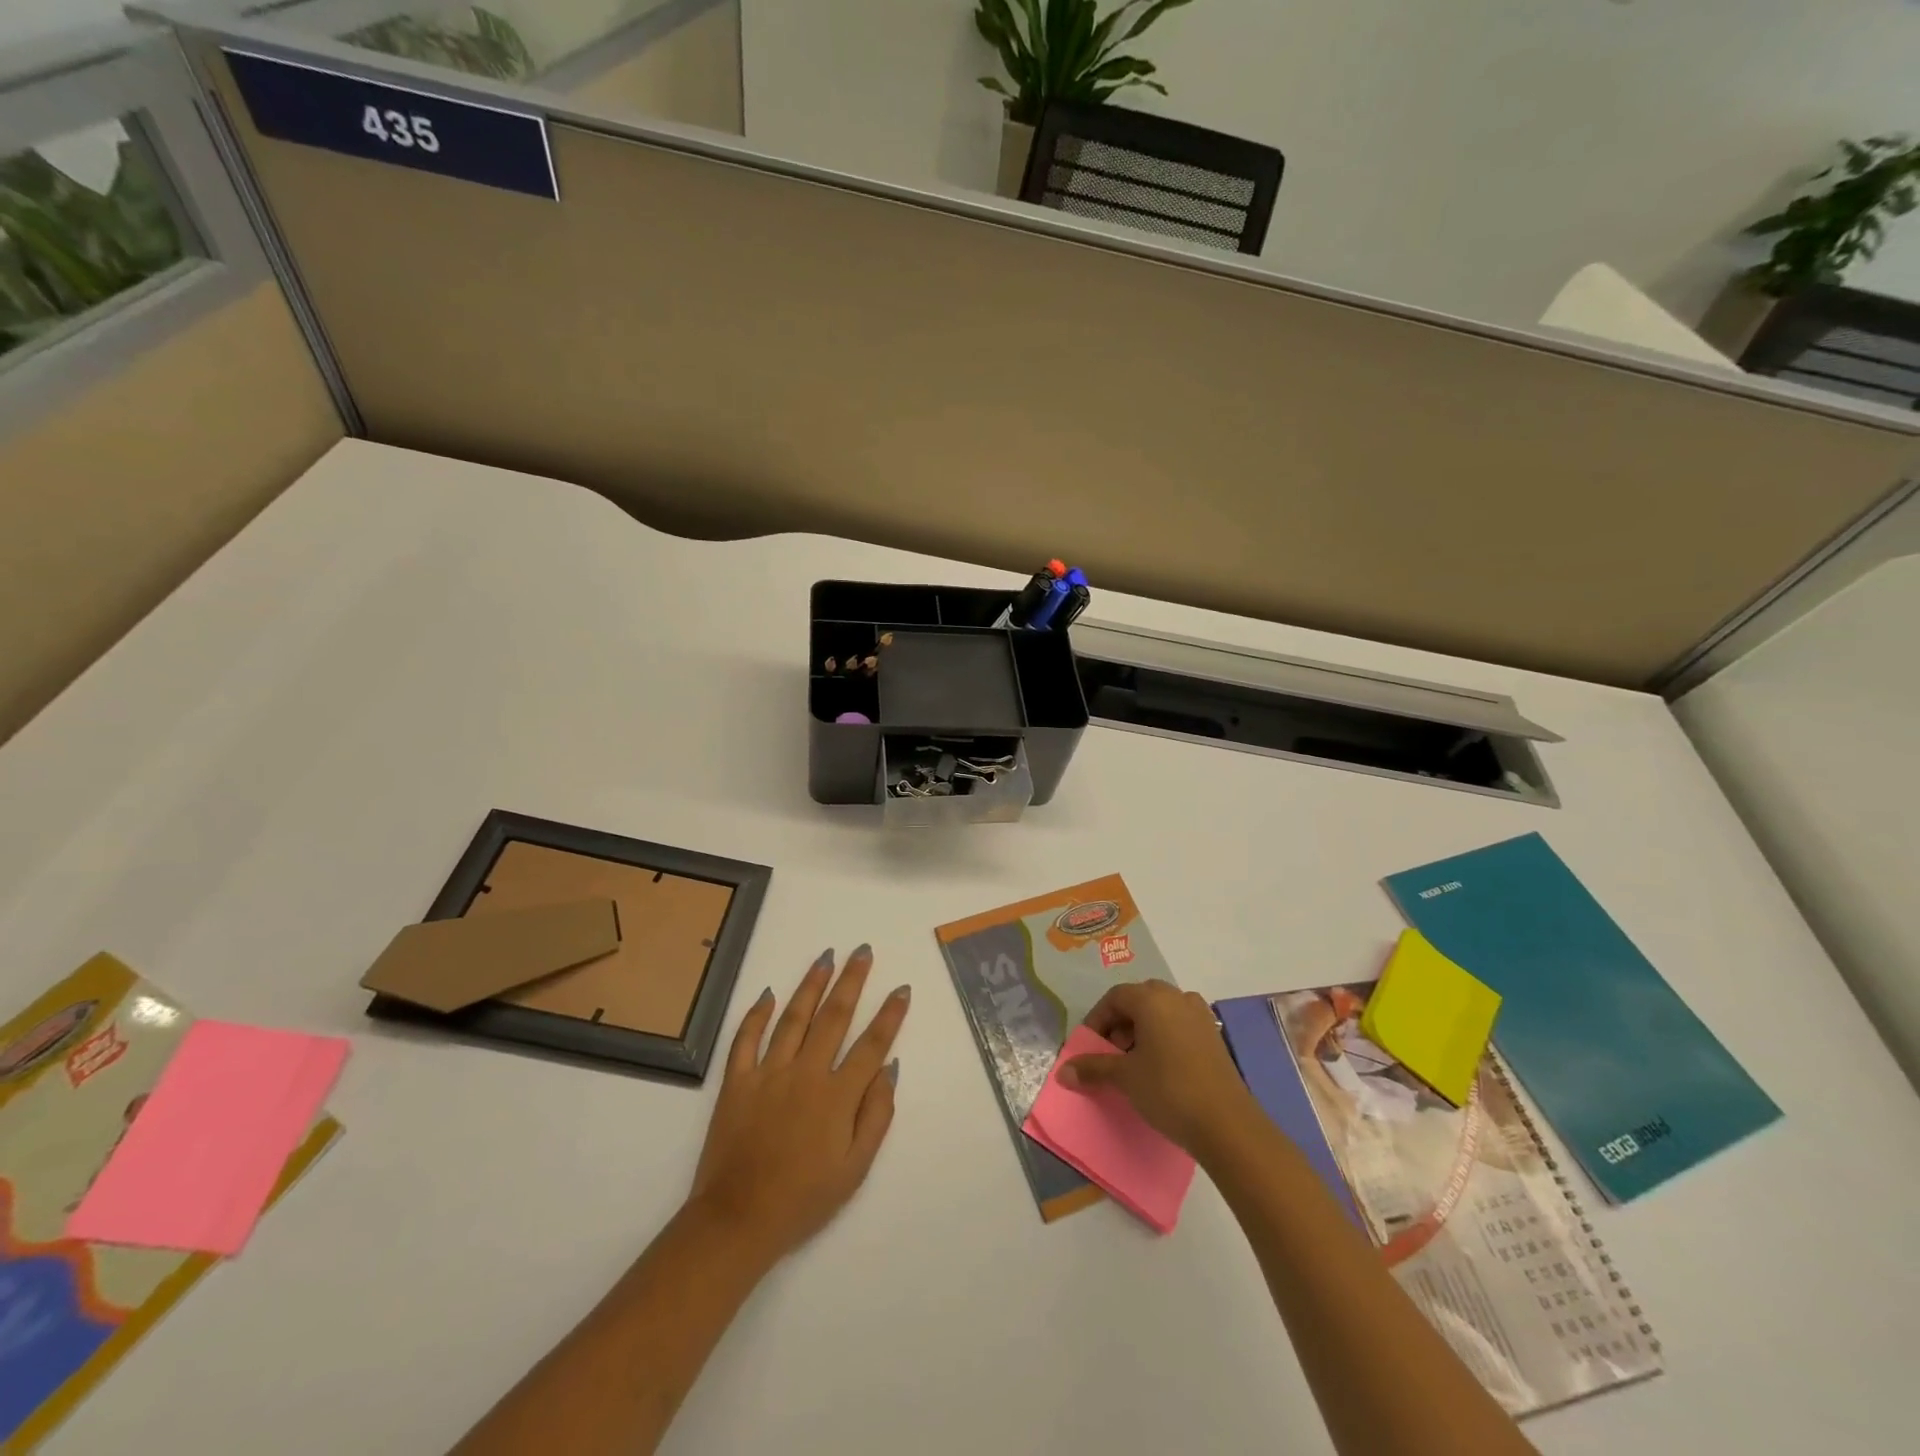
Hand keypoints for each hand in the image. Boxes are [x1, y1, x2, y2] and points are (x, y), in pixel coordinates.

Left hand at [688, 946, 909, 1265]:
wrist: (737, 1220)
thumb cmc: (803, 1199)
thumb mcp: (855, 1169)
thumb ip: (876, 1116)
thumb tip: (889, 1068)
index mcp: (837, 1096)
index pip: (871, 1044)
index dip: (889, 1015)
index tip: (901, 989)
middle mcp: (805, 1074)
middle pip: (833, 1017)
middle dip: (852, 981)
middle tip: (862, 951)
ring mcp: (768, 1073)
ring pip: (793, 1018)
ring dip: (811, 985)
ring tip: (825, 957)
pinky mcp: (736, 1082)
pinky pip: (746, 1039)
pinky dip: (756, 1015)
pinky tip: (768, 994)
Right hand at [1061, 979, 1252, 1153]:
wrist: (1227, 1124)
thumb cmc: (1168, 1090)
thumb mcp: (1125, 1078)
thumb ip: (1093, 1068)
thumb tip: (1063, 1072)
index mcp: (1152, 999)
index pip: (1115, 997)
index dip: (1097, 1019)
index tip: (1090, 1046)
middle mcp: (1177, 998)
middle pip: (1139, 1000)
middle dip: (1120, 1023)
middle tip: (1112, 1051)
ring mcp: (1200, 1015)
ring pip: (1162, 1012)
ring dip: (1143, 1030)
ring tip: (1135, 1062)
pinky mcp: (1214, 1037)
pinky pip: (1180, 1025)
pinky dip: (1165, 1037)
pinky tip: (1162, 1068)